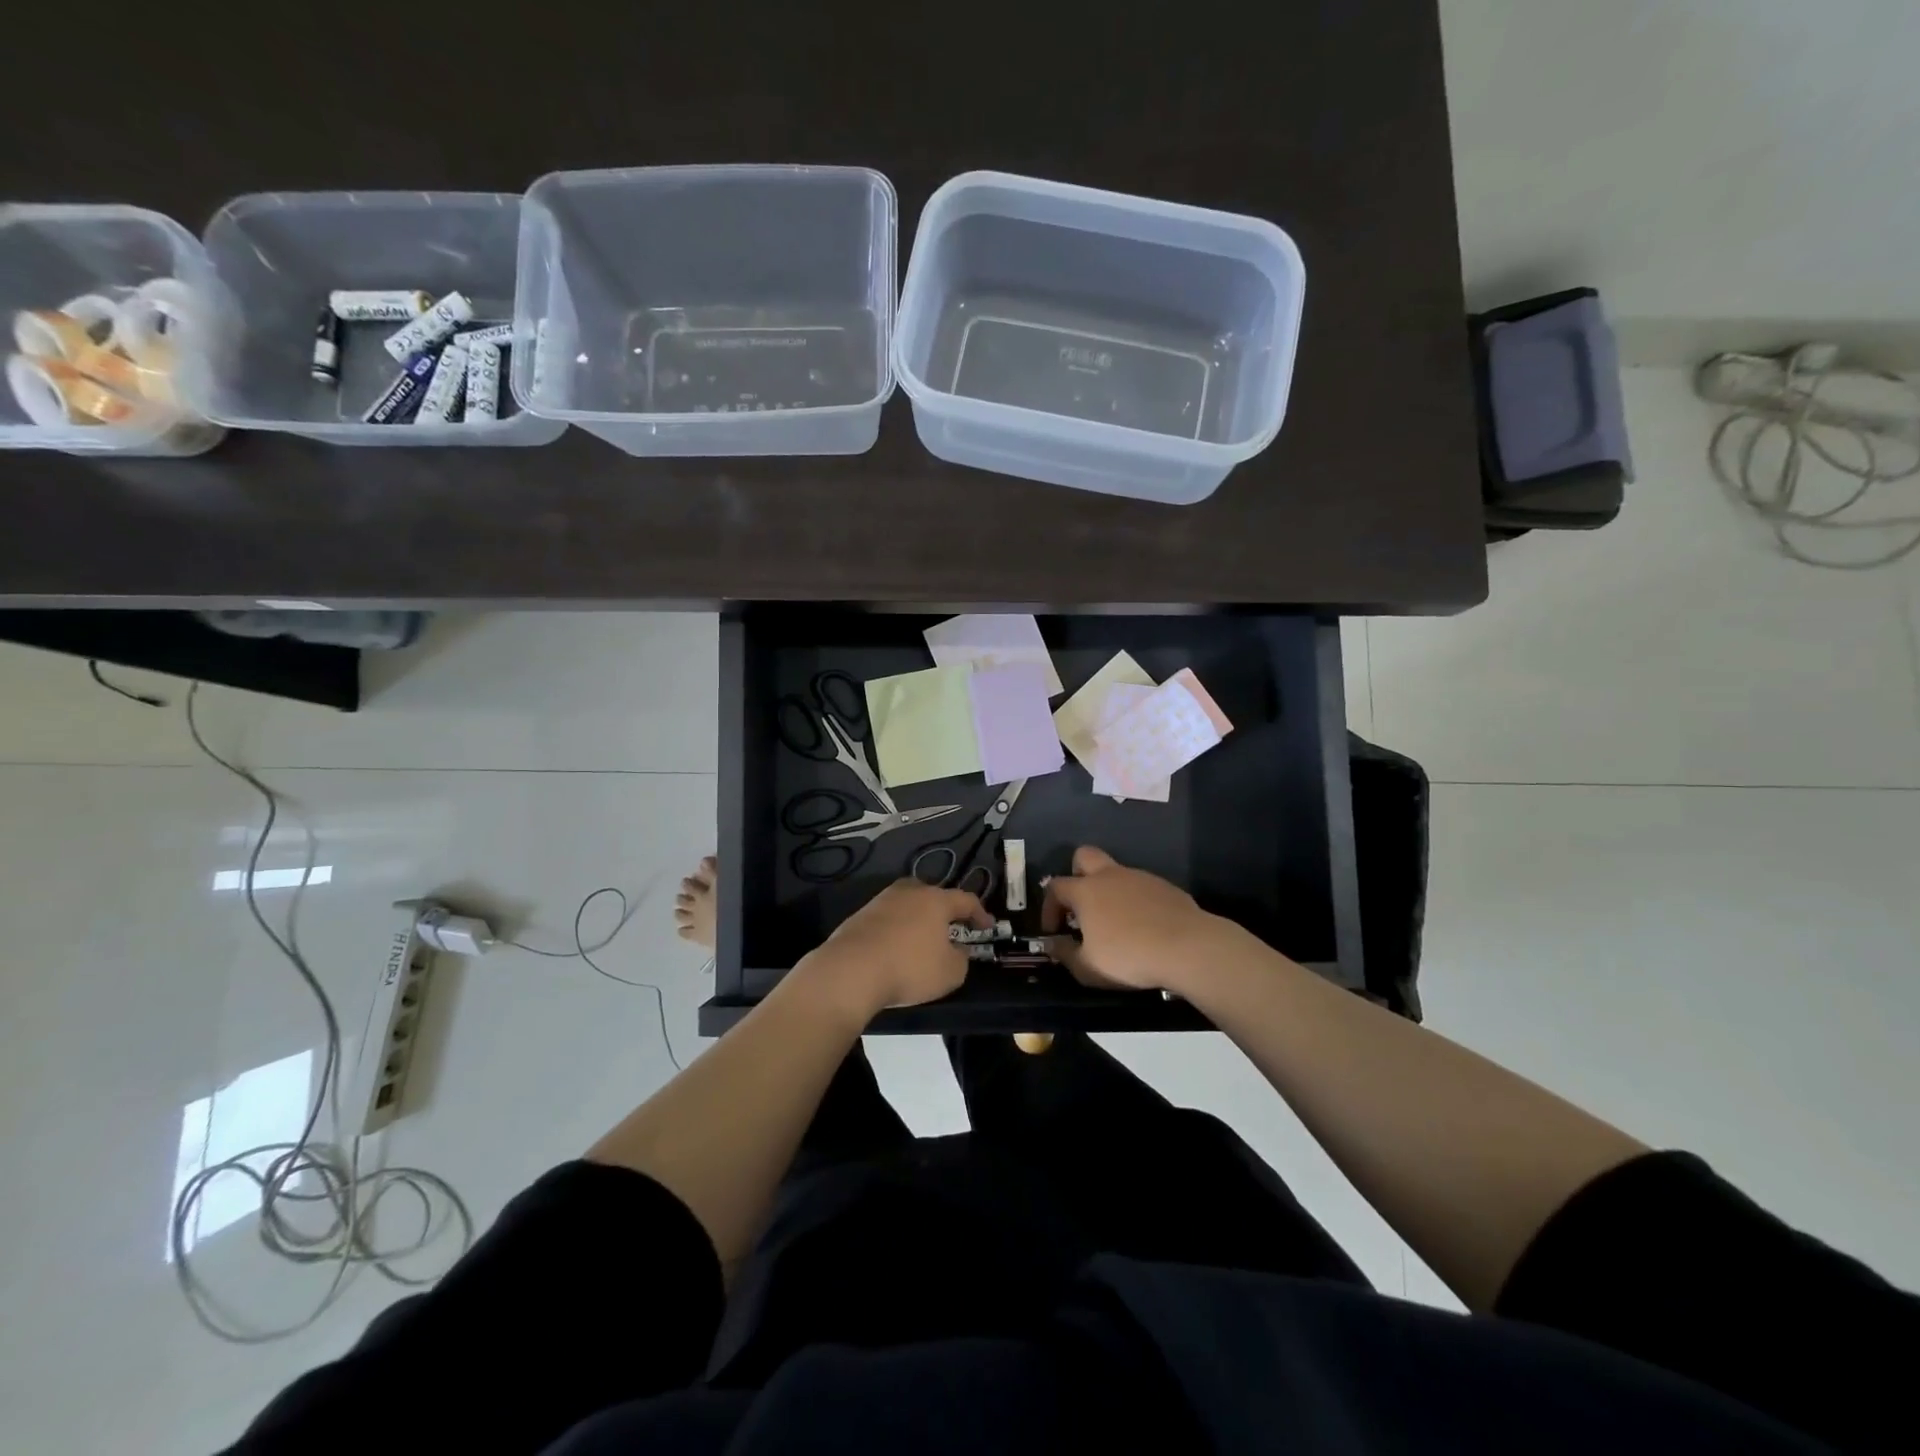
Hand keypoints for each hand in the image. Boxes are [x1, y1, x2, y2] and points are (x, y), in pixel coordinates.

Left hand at [797, 879, 992, 1019]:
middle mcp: (909, 892)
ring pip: (907, 904)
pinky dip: (896, 930)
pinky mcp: (859, 916)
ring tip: (921, 939)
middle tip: (951, 927)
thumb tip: (957, 950)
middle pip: (932, 894)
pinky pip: (887, 919)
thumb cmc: (909, 968)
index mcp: (936, 900)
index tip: (987, 927)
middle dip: (944, 909)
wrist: (851, 970)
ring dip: (917, 919)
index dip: (980, 913)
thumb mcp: (951, 972)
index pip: (965, 900)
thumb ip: (961, 959)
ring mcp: (881, 901)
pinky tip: (894, 948)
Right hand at [1041, 846, 1237, 993]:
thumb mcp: (1088, 967)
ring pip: (1116, 872)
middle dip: (1076, 874)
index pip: (1055, 887)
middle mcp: (1110, 875)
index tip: (1053, 931)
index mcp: (1086, 890)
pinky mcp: (1165, 886)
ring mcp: (1140, 877)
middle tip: (1081, 905)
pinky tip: (1144, 927)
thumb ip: (1065, 954)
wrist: (1188, 947)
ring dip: (1108, 891)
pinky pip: (1141, 887)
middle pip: (1084, 856)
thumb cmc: (1129, 956)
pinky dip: (1135, 901)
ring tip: (1115, 924)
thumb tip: (1052, 944)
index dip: (1049, 907)